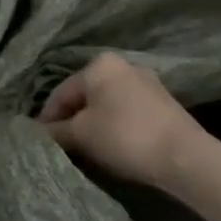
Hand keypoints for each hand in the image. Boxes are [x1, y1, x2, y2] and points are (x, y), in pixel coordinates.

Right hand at [40, 53, 206, 191]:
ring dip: (92, 124)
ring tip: (84, 148)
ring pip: (105, 103)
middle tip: (61, 146)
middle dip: (71, 120)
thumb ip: (56, 131)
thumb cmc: (124, 136)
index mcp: (98, 64)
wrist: (184, 156)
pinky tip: (111, 145)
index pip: (61, 92)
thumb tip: (37, 132)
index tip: (39, 141)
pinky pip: (125, 110)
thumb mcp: (81, 135)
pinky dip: (113, 125)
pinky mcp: (161, 102)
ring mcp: (145, 82)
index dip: (47, 118)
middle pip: (84, 95)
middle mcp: (121, 65)